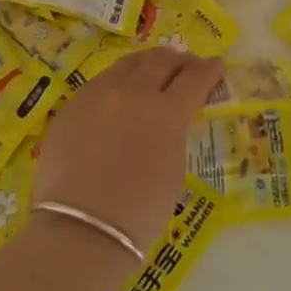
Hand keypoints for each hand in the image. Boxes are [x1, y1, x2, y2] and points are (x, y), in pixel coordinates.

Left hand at [32, 47, 223, 253]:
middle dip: (181, 60)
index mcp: (167, 112)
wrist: (80, 230)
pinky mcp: (73, 103)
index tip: (217, 67)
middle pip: (162, 61)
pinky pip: (102, 80)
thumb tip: (172, 117)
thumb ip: (175, 132)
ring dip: (149, 63)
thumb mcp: (174, 168)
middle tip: (187, 66)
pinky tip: (121, 90)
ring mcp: (99, 93)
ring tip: (155, 68)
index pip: (196, 77)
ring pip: (130, 63)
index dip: (210, 69)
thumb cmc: (139, 212)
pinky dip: (120, 79)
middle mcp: (134, 92)